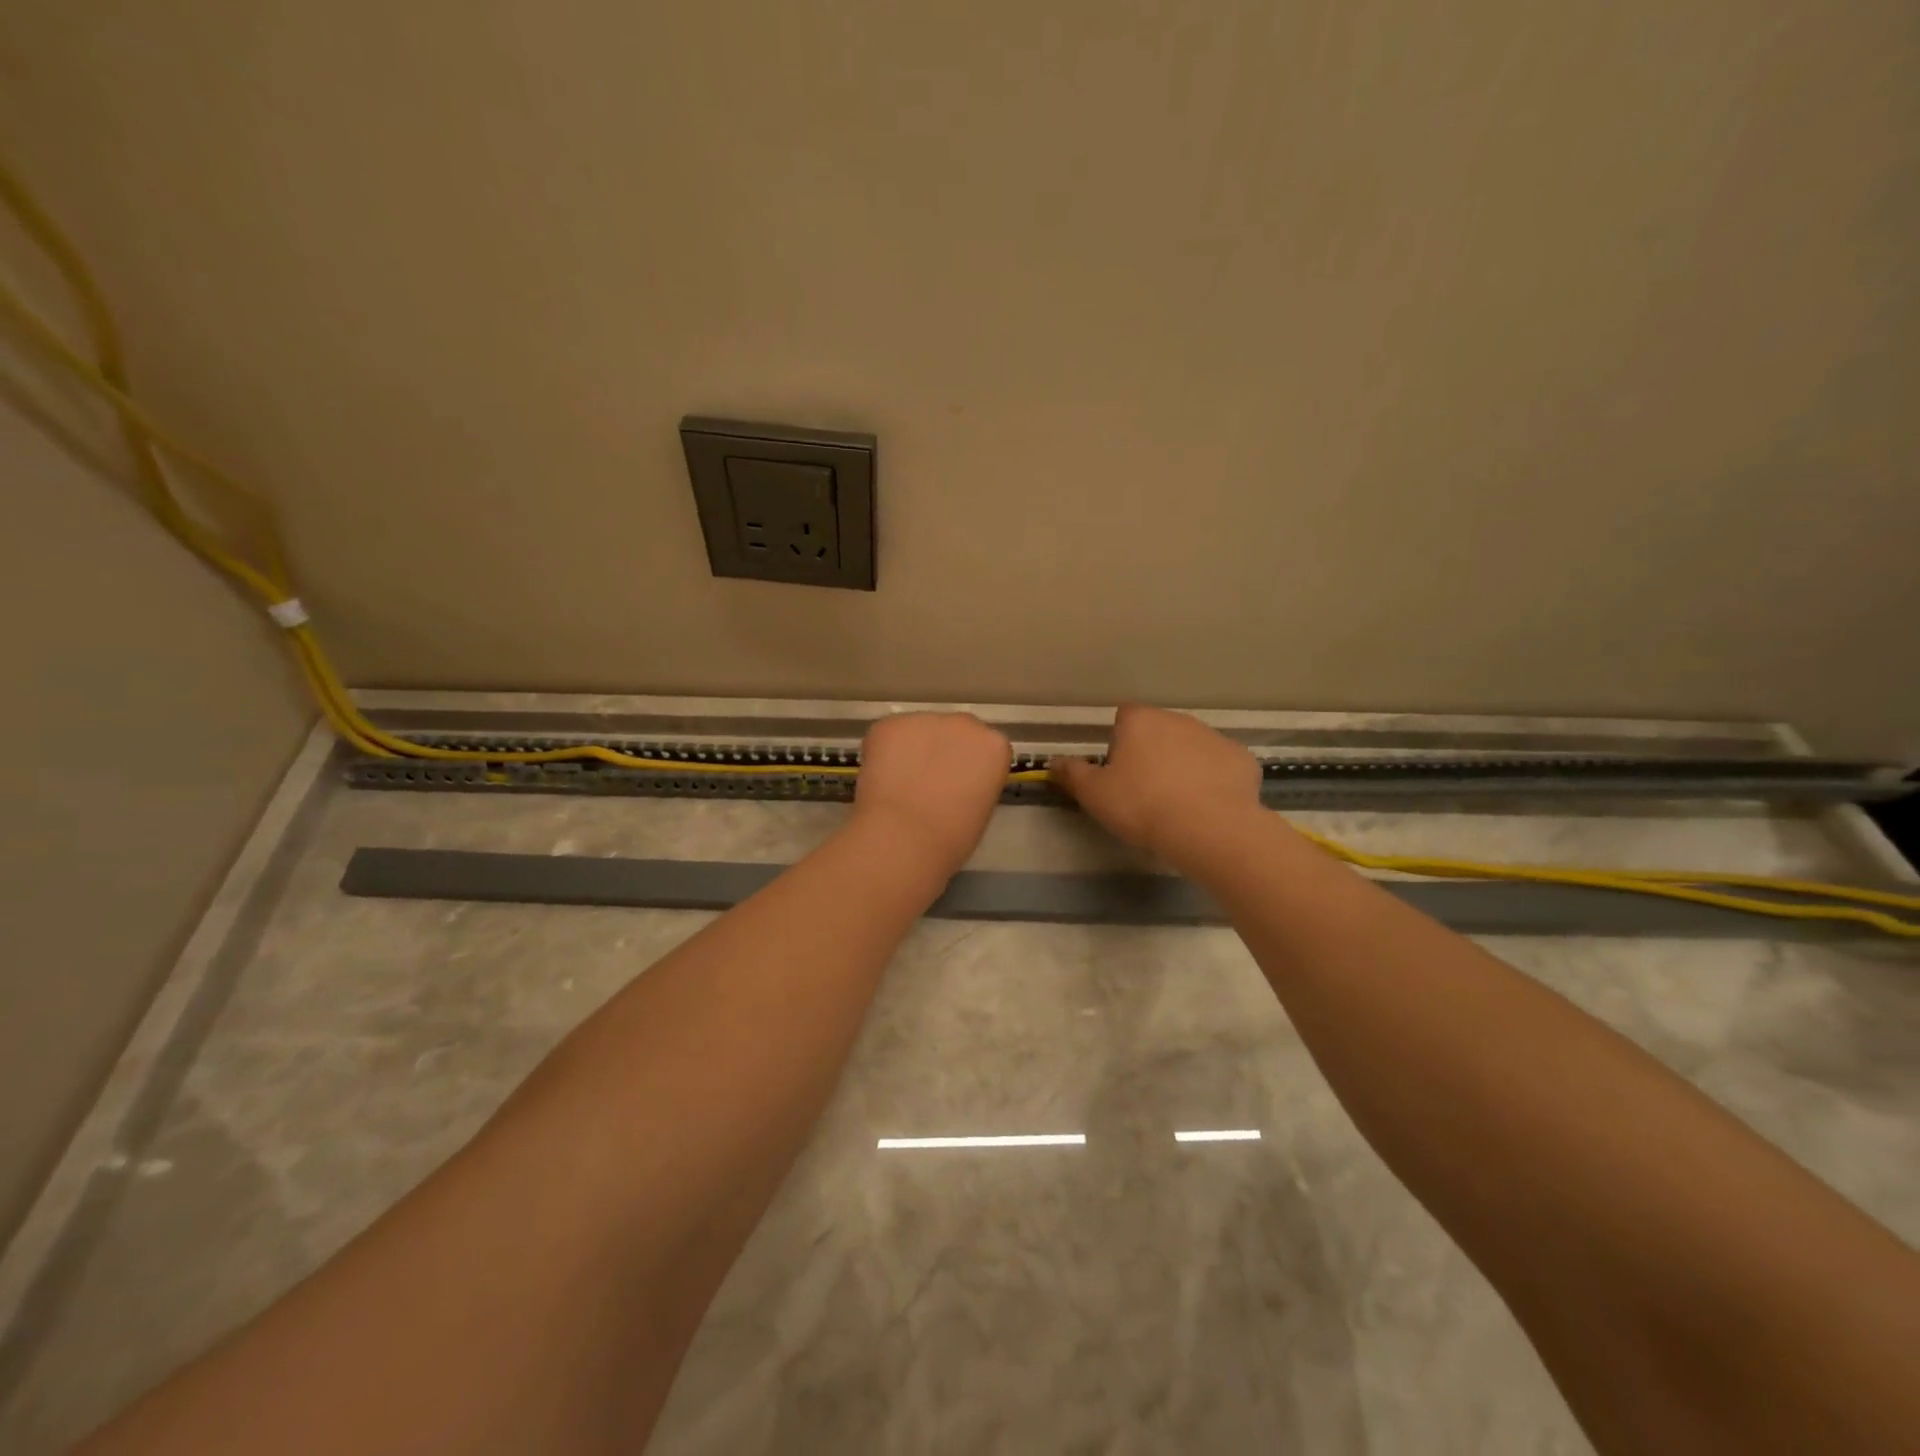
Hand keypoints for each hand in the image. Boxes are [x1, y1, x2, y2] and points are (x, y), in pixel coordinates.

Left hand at [850, 712, 1011, 874]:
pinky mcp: (889, 723)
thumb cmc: (953, 838)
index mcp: (995, 746)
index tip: (957, 787)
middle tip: (927, 782)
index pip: (984, 749)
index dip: (968, 767)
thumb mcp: (981, 809)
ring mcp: (925, 719)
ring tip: (899, 784)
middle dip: (942, 750)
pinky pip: (888, 735)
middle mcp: (964, 723)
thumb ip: (973, 783)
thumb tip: (953, 783)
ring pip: (918, 731)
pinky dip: (883, 753)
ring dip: (912, 750)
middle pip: (954, 732)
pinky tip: (881, 779)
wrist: (905, 837)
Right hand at [1050, 705, 1263, 863]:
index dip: (1118, 744)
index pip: (1123, 718)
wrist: (1208, 828)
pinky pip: (1221, 766)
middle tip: (1145, 792)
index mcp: (1140, 721)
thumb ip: (1072, 774)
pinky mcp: (1242, 759)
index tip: (1118, 773)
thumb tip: (1053, 761)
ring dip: (1184, 765)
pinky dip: (1214, 780)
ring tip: (1178, 803)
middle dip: (1152, 753)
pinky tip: (1209, 807)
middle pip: (1159, 731)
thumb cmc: (1142, 806)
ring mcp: (1214, 737)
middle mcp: (1178, 719)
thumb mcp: (1094, 794)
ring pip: (1191, 747)